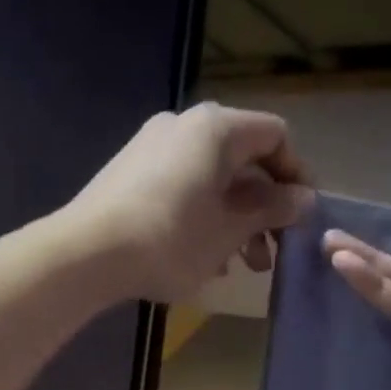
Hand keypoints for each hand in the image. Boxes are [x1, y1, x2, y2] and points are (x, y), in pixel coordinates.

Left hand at [67, 103, 312, 302]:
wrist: (86, 254)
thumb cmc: (171, 239)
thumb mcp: (231, 229)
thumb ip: (272, 209)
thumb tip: (304, 198)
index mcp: (216, 128)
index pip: (275, 136)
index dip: (296, 174)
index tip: (301, 216)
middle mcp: (185, 125)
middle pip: (243, 159)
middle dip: (264, 207)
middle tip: (273, 251)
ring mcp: (153, 145)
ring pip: (213, 177)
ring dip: (236, 217)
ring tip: (241, 264)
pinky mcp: (131, 170)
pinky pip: (184, 184)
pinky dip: (204, 213)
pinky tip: (205, 256)